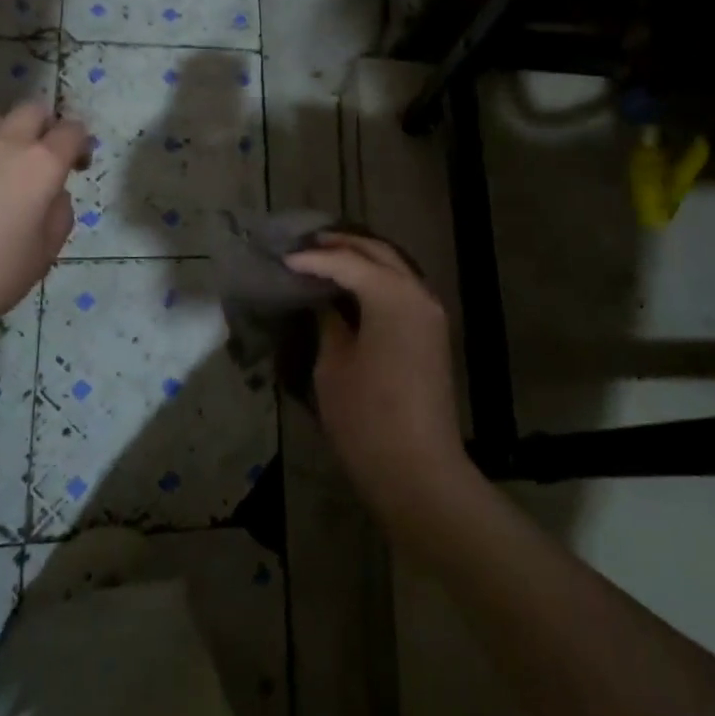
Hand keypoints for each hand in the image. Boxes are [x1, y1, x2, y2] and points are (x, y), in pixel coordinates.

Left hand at [0, 101, 86, 342]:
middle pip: (32, 109)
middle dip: (43, 125)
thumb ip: (59, 215)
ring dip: (1, 132)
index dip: (80, 142)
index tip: (76, 165)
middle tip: (39, 154)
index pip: (72, 131)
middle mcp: (5, 144)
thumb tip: (54, 195)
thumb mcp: (44, 254)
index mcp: (42, 166)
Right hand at [284, 234, 479, 545]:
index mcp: (393, 296)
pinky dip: (378, 278)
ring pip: (395, 267)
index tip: (282, 258)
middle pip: (378, 253)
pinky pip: (403, 288)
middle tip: (306, 244)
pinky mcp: (432, 332)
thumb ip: (329, 323)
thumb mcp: (334, 367)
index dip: (313, 259)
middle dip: (342, 244)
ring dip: (362, 257)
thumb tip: (324, 301)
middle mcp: (418, 293)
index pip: (347, 262)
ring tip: (326, 256)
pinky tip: (353, 285)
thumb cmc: (368, 419)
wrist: (420, 471)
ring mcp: (430, 313)